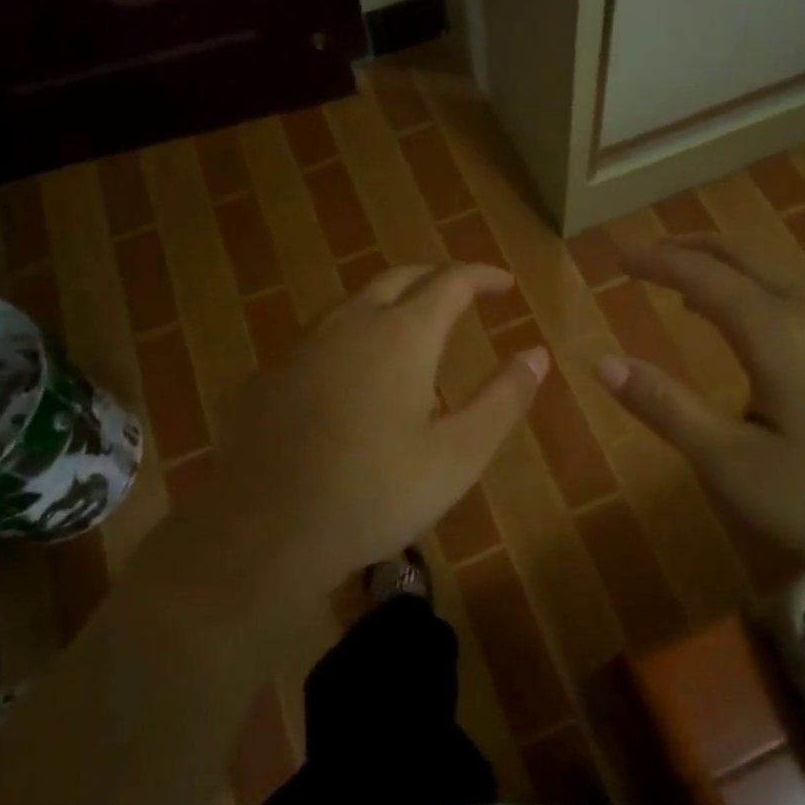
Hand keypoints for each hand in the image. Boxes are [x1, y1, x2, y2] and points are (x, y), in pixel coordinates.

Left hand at [167, 263, 546, 615]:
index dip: (483, 276)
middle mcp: (353, 321)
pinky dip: (358, 332)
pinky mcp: (275, 370)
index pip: (451, 281)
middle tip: (464, 297)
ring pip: (358, 300)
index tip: (505, 285)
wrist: (267, 529)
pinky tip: (358, 372)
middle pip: (401, 277)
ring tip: (416, 331)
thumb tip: (537, 353)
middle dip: (438, 278)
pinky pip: (326, 332)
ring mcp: (307, 343)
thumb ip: (503, 399)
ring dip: (395, 302)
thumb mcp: (459, 454)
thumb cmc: (376, 492)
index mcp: (404, 334)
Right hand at [595, 237, 804, 595]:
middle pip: (745, 257)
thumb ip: (668, 409)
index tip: (617, 260)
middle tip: (649, 257)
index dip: (656, 262)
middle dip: (691, 248)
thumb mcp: (735, 466)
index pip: (702, 276)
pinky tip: (756, 334)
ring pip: (777, 276)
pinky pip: (800, 301)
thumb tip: (603, 363)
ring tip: (689, 289)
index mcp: (776, 333)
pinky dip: (758, 293)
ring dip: (727, 269)